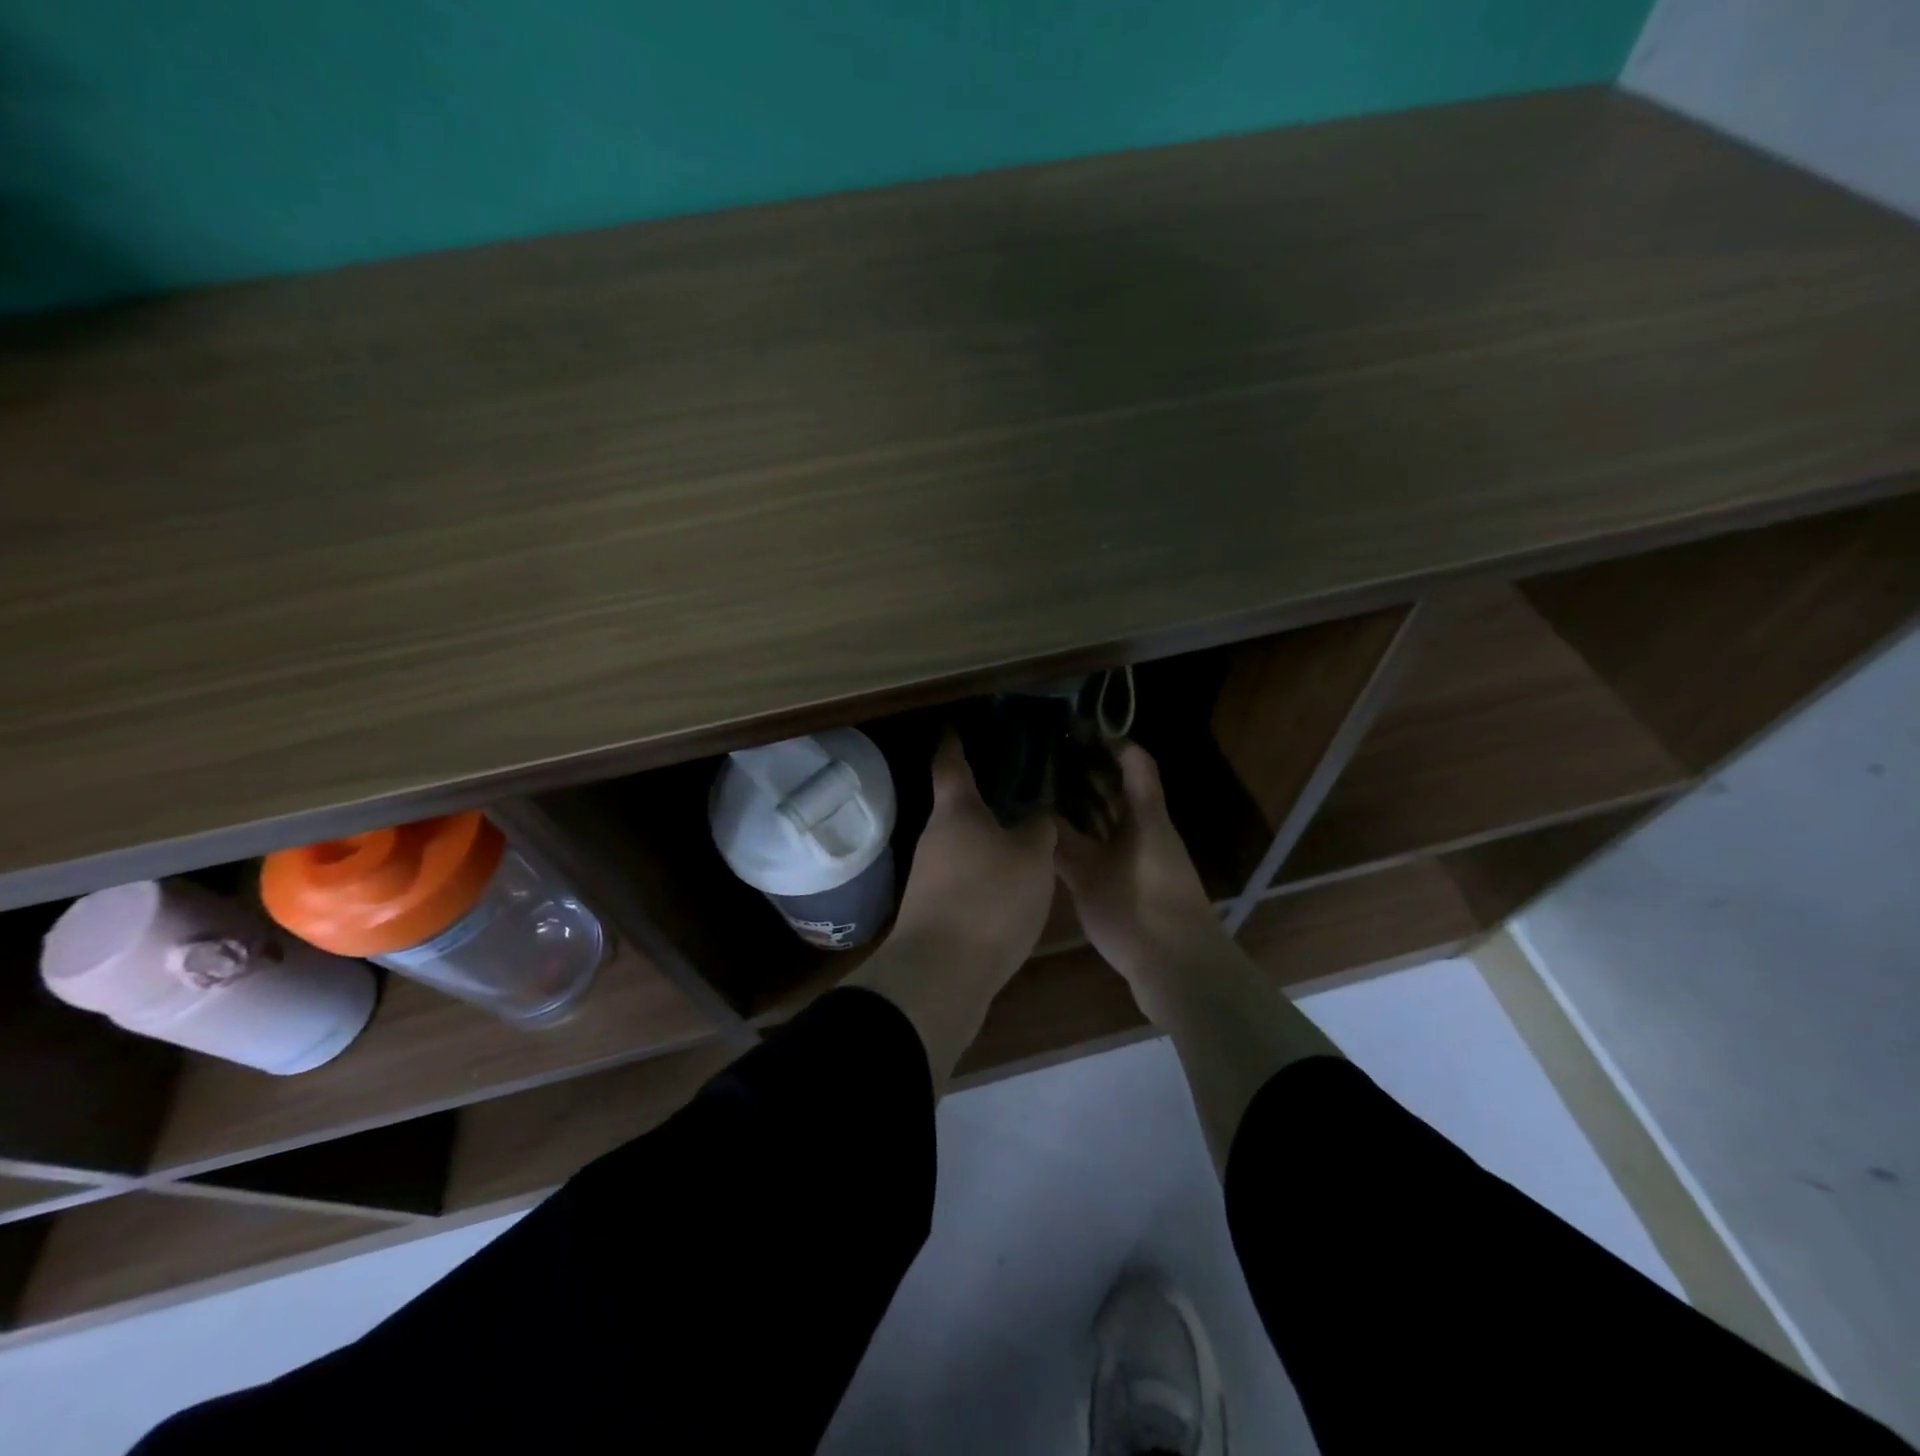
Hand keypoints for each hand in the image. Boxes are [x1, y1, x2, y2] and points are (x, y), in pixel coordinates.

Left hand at [892, 732, 1057, 980]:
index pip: (950, 764)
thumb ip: (1038, 830)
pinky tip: (1011, 885)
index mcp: (955, 812)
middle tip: (1021, 788)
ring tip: (1025, 837)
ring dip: (988, 840)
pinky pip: (965, 878)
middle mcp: (935, 838)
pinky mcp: (934, 911)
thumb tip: (1037, 816)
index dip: (954, 742)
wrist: (941, 975)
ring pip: (963, 846)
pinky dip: (986, 873)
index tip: (956, 726)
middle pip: (958, 808)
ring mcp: (929, 877)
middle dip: (985, 798)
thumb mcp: (1031, 859)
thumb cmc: (988, 900)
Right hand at [1056, 743, 1230, 984]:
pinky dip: (1083, 837)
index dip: (1108, 741)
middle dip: (1088, 771)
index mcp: (1145, 817)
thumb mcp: (1092, 873)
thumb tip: (1035, 813)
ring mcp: (1140, 858)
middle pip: (1120, 790)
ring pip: (1110, 819)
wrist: (1179, 970)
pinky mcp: (1132, 884)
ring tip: (1041, 791)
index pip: (1133, 763)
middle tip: (1044, 756)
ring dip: (1083, 804)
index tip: (1073, 726)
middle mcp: (1145, 830)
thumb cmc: (1140, 909)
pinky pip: (1104, 847)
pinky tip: (1054, 840)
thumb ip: (1063, 842)